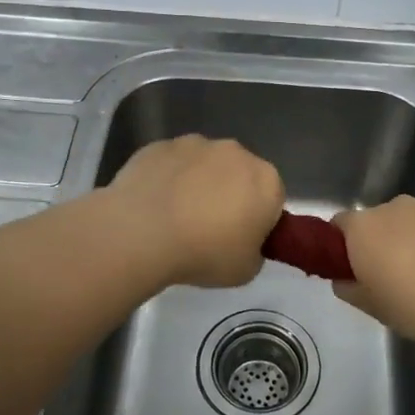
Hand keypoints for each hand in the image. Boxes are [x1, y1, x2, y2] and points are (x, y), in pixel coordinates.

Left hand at [104, 135, 284, 287]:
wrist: (141, 233)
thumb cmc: (203, 253)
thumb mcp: (245, 270)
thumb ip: (254, 251)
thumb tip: (243, 241)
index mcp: (266, 181)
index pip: (273, 198)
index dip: (258, 219)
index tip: (240, 239)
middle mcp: (236, 152)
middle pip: (239, 174)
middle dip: (230, 194)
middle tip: (209, 229)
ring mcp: (195, 144)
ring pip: (204, 164)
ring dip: (197, 183)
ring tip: (176, 217)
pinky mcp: (161, 144)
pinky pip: (172, 164)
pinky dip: (168, 178)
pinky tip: (153, 205)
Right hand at [333, 196, 414, 350]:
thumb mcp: (373, 308)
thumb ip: (350, 289)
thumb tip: (344, 280)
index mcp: (365, 227)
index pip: (341, 225)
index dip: (345, 245)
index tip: (357, 267)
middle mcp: (397, 206)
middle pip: (384, 219)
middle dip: (389, 240)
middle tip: (403, 275)